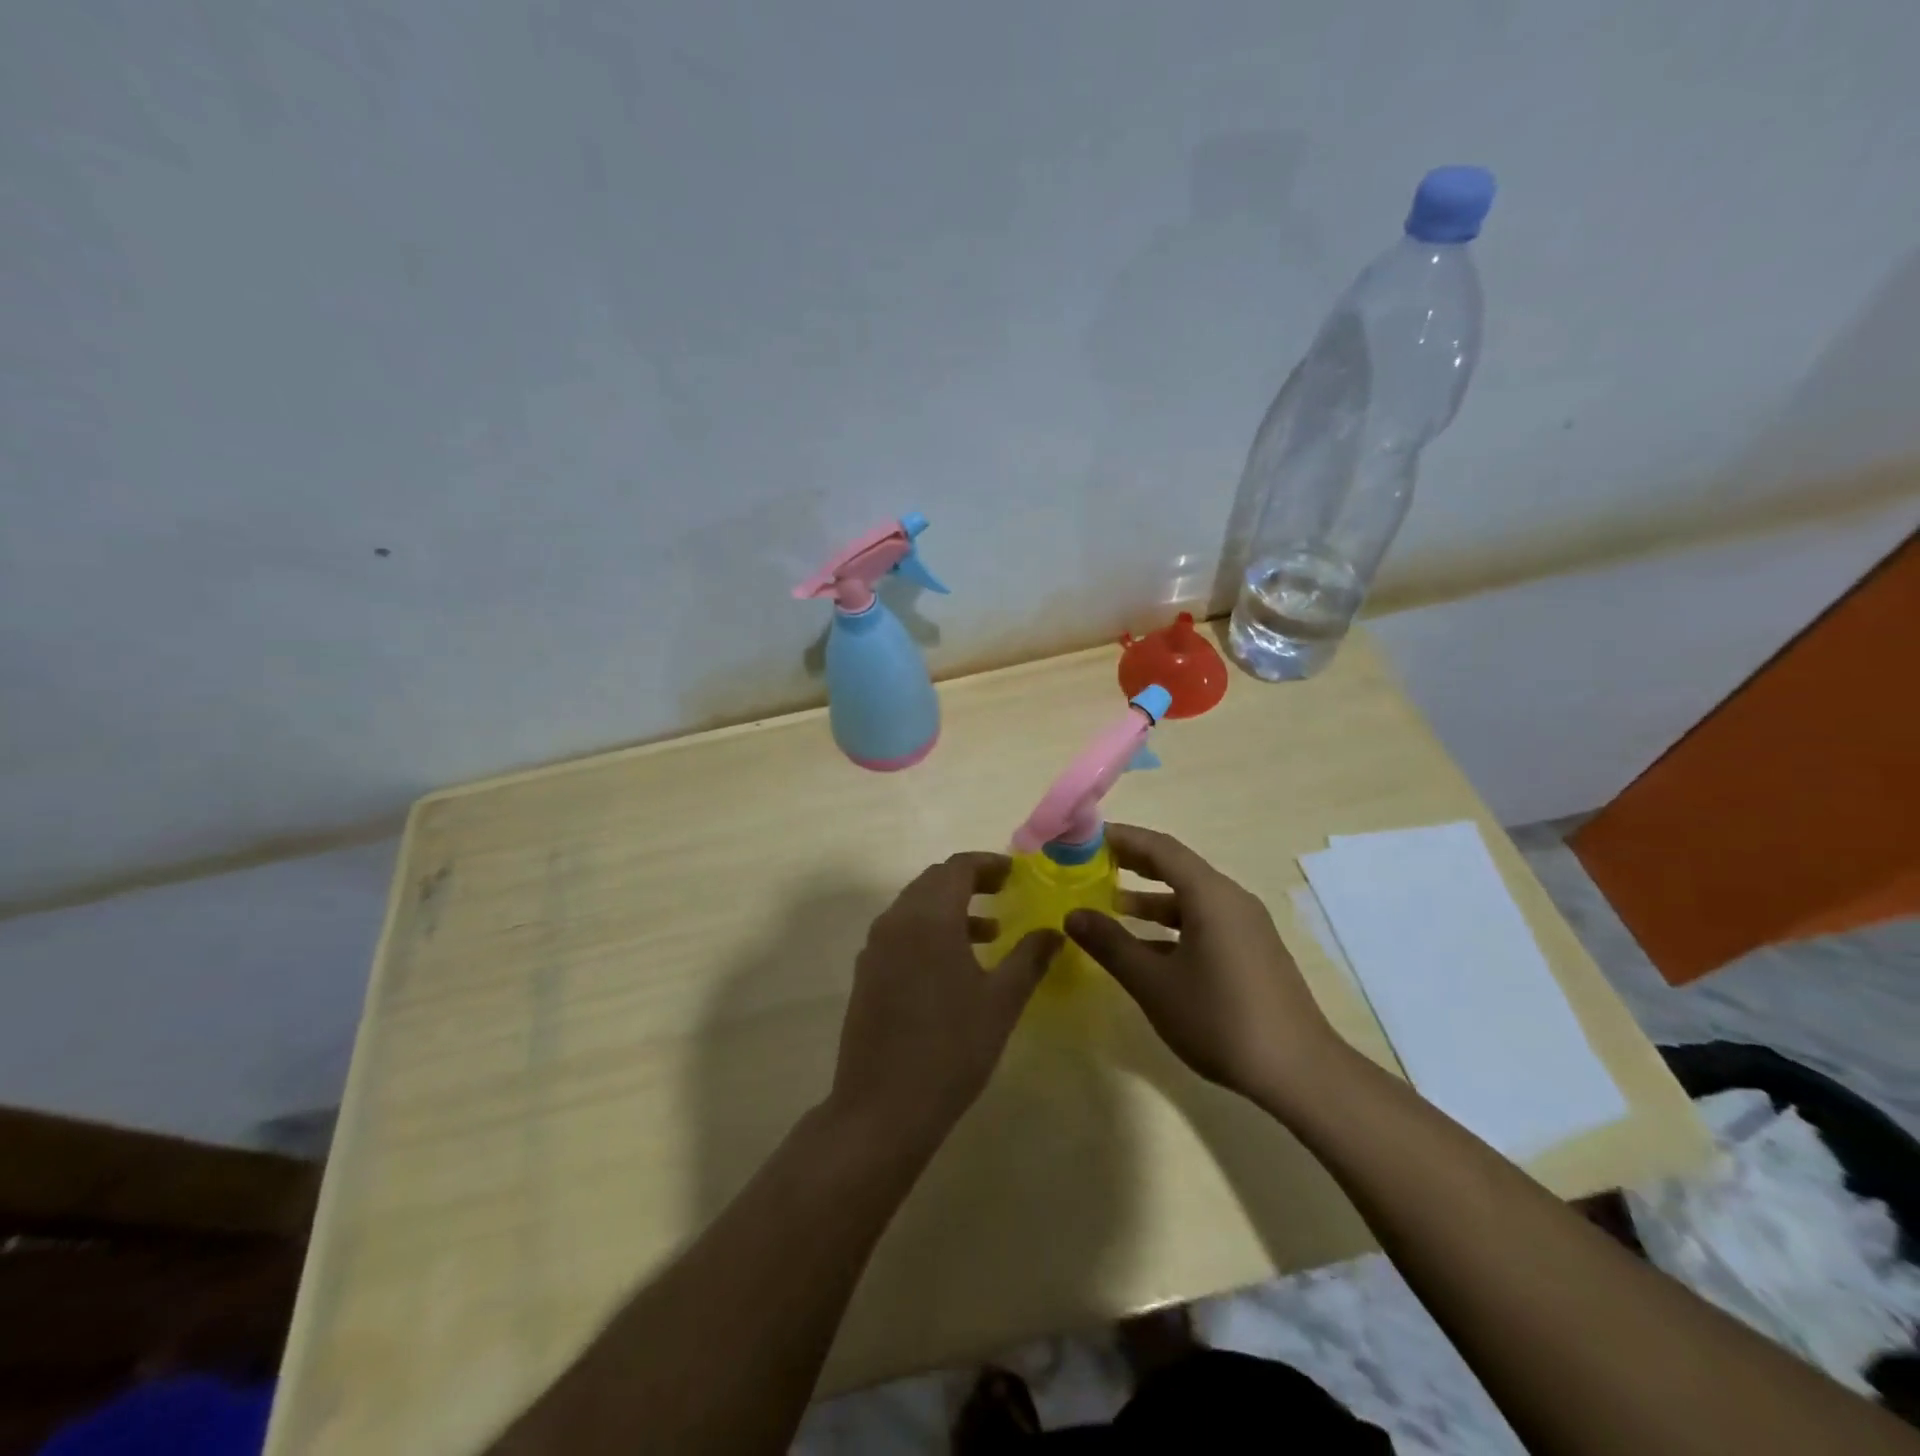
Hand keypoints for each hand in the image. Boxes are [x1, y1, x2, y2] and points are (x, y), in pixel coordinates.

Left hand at [826, 853, 1059, 1153]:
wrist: (882, 1107)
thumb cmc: (951, 1048)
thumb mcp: (1001, 1001)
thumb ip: (1030, 958)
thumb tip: (1054, 931)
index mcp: (929, 917)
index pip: (958, 867)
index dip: (989, 864)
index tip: (1016, 873)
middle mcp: (896, 921)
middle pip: (934, 881)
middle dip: (970, 882)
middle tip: (1005, 894)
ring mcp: (875, 947)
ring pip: (915, 907)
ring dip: (951, 908)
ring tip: (989, 933)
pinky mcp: (867, 973)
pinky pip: (901, 932)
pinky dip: (929, 930)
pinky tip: (954, 965)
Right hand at [1065, 824, 1338, 1103]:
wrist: (1299, 1072)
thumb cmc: (1220, 1019)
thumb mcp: (1154, 983)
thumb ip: (1111, 944)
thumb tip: (1073, 915)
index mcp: (1210, 896)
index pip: (1160, 848)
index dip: (1122, 838)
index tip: (1085, 837)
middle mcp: (1231, 900)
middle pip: (1177, 866)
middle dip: (1134, 861)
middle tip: (1092, 862)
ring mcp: (1246, 926)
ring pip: (1190, 896)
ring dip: (1151, 896)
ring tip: (1111, 903)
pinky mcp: (1252, 950)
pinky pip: (1204, 919)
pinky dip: (1171, 921)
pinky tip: (1148, 945)